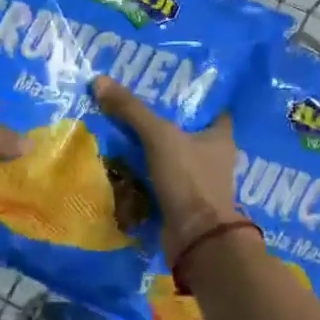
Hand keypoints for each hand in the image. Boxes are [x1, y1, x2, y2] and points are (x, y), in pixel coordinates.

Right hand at [92, 76, 241, 260]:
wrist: (195, 238)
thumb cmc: (189, 179)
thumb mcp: (159, 137)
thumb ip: (131, 110)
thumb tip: (100, 81)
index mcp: (220, 137)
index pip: (211, 108)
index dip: (193, 96)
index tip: (166, 84)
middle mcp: (214, 158)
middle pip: (187, 132)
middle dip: (164, 121)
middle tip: (133, 104)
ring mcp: (198, 182)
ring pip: (172, 157)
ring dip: (151, 149)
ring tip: (120, 130)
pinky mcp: (182, 202)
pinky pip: (160, 180)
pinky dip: (144, 174)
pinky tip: (121, 163)